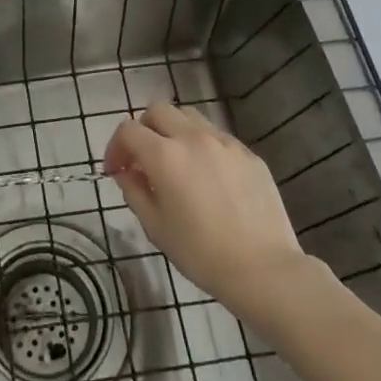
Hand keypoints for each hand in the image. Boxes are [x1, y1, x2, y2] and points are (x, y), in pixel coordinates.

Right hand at [104, 101, 328, 326]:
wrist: (264, 270)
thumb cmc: (202, 254)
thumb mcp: (156, 227)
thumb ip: (134, 192)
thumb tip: (126, 173)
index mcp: (165, 155)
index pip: (128, 130)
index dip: (115, 147)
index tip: (116, 171)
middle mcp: (193, 138)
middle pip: (158, 110)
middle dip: (143, 129)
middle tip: (144, 160)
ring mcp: (224, 142)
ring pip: (189, 117)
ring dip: (173, 131)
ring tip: (177, 162)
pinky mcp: (248, 153)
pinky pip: (216, 136)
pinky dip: (202, 146)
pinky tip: (209, 177)